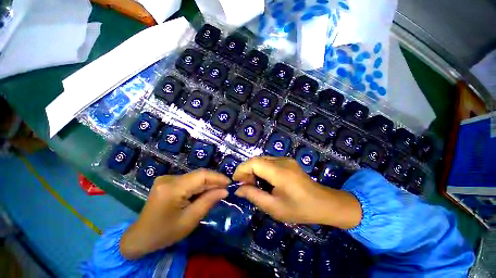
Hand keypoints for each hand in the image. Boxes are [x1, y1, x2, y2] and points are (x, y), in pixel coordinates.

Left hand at [120, 169, 229, 259]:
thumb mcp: (190, 220)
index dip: (217, 177)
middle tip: (225, 188)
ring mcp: (166, 178)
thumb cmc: (165, 232)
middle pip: (198, 175)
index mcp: (172, 189)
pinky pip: (188, 180)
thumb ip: (208, 202)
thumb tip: (224, 191)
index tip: (229, 183)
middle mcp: (168, 179)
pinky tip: (203, 192)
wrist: (141, 237)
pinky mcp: (167, 181)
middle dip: (213, 181)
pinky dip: (198, 185)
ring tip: (216, 191)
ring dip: (206, 183)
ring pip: (194, 177)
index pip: (201, 176)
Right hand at [233, 156, 361, 228]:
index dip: (242, 169)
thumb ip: (254, 196)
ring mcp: (286, 160)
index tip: (236, 181)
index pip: (254, 163)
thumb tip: (238, 189)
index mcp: (279, 172)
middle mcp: (282, 161)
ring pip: (262, 160)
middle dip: (247, 171)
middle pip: (257, 160)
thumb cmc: (300, 209)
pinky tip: (264, 181)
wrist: (324, 203)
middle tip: (245, 185)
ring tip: (253, 184)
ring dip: (254, 170)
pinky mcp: (288, 161)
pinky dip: (262, 169)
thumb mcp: (274, 207)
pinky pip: (269, 162)